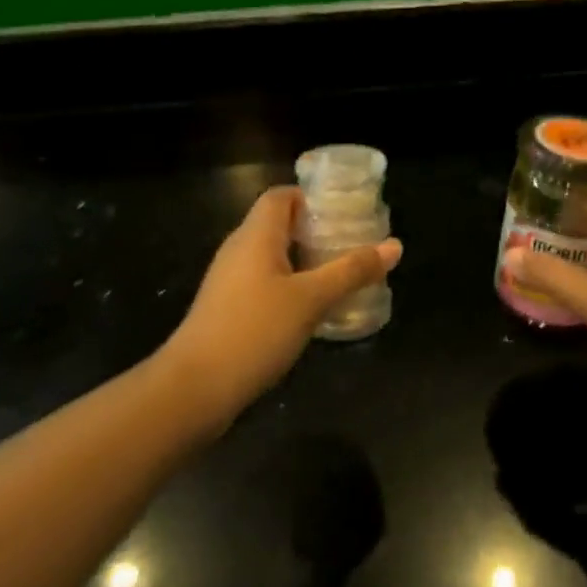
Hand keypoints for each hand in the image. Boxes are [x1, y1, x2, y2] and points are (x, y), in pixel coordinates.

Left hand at [171, 187, 401, 416]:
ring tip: (340, 274)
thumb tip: (394, 246)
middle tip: (352, 243)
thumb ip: (352, 270)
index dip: (312, 197)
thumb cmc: (254, 331)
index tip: (344, 212)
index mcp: (256, 234)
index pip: (282, 195)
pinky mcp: (226, 309)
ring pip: (272, 256)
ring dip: (305, 260)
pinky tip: (311, 308)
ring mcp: (229, 281)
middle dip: (316, 230)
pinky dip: (289, 284)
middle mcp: (239, 249)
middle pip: (279, 224)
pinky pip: (264, 282)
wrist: (192, 390)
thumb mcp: (311, 299)